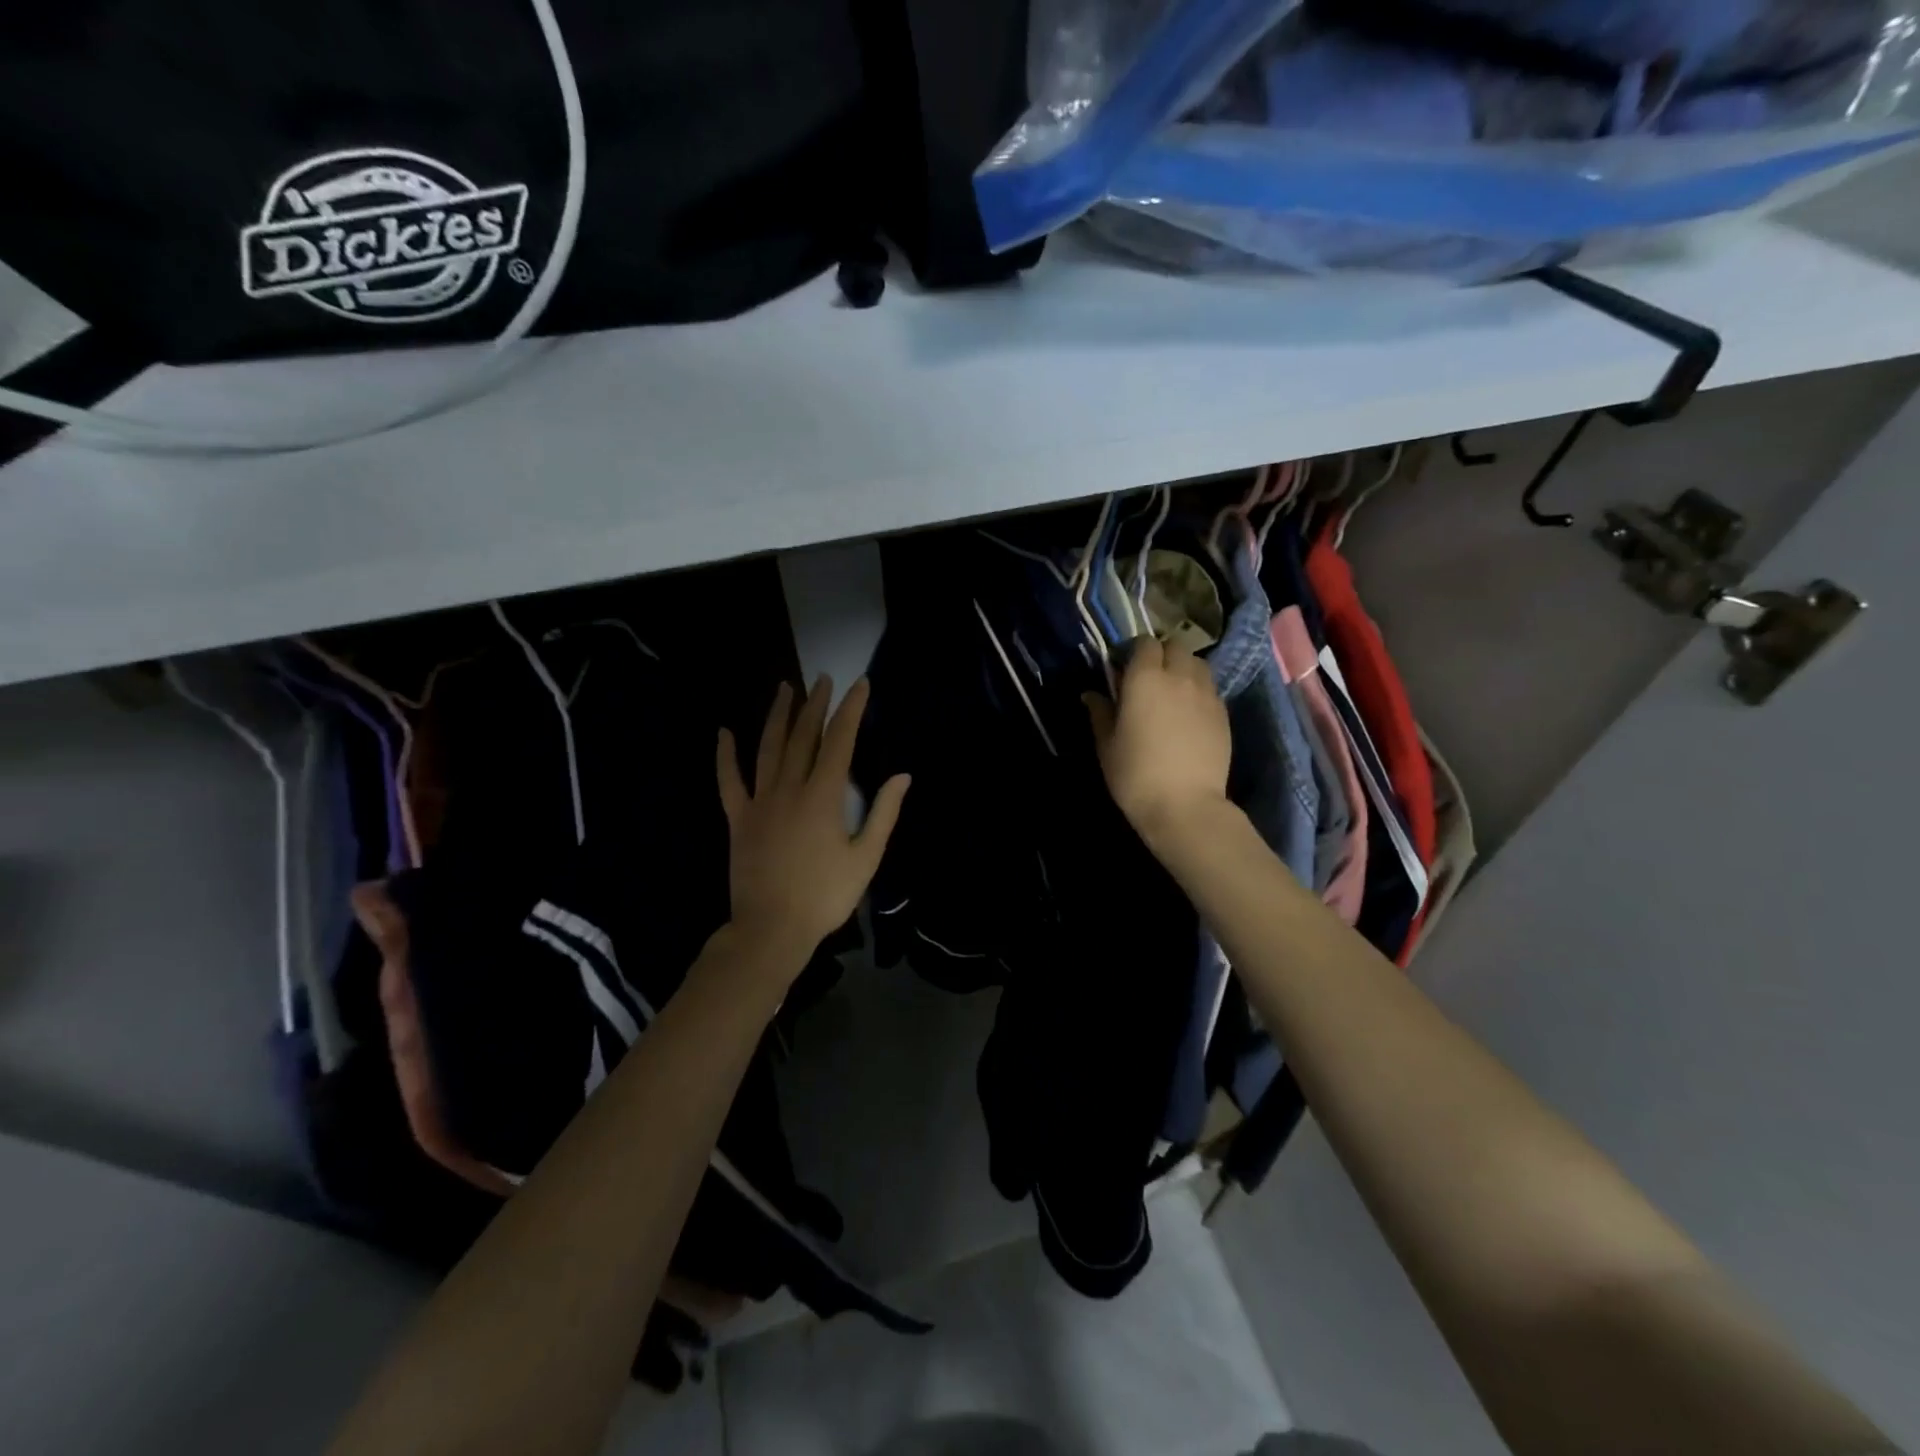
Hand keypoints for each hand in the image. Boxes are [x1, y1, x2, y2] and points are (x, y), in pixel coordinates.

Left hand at [717, 676, 908, 960]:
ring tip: (784, 688)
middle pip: (803, 737)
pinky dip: (725, 755)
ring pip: (767, 748)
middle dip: (815, 705)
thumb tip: (902, 776)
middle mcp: (789, 789)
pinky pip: (729, 780)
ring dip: (777, 716)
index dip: (851, 711)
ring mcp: (759, 802)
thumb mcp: (866, 858)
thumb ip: (884, 813)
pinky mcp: (738, 818)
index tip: (860, 685)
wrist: (771, 929)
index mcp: (823, 797)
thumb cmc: (825, 896)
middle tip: (823, 678)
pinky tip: (724, 732)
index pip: (840, 742)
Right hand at [1085, 638, 1231, 845]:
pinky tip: (1188, 715)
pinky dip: (1198, 691)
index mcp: (1145, 678)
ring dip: (1183, 669)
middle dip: (1161, 655)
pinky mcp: (1223, 713)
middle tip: (1147, 679)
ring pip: (1197, 664)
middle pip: (1175, 646)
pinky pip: (1209, 688)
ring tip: (1171, 693)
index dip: (1133, 651)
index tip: (1122, 669)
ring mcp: (1206, 693)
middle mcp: (1179, 676)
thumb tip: (1092, 694)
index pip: (1144, 643)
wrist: (1185, 805)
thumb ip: (1100, 713)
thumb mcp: (1107, 745)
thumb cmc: (1135, 774)